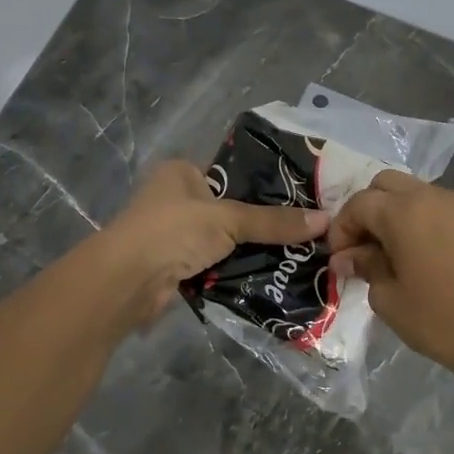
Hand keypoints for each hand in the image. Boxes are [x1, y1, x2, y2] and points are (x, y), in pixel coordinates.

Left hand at [93, 160, 328, 331]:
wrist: (128, 281)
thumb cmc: (173, 230)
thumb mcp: (228, 219)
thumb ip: (273, 221)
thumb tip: (326, 220)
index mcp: (181, 172)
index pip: (231, 174)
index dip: (264, 187)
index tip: (300, 199)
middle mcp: (175, 199)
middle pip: (229, 210)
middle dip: (260, 224)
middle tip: (304, 231)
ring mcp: (174, 234)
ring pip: (223, 240)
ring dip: (249, 250)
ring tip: (296, 254)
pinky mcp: (176, 266)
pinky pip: (215, 265)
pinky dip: (234, 271)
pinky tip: (268, 275)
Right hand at [328, 171, 453, 399]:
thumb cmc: (439, 321)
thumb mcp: (389, 299)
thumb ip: (365, 267)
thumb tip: (348, 256)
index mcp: (403, 212)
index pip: (359, 204)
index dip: (342, 228)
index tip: (339, 257)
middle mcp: (431, 197)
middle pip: (386, 184)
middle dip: (368, 209)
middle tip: (364, 246)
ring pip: (417, 192)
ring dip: (397, 213)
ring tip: (395, 251)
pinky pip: (443, 207)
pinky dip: (425, 220)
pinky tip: (426, 254)